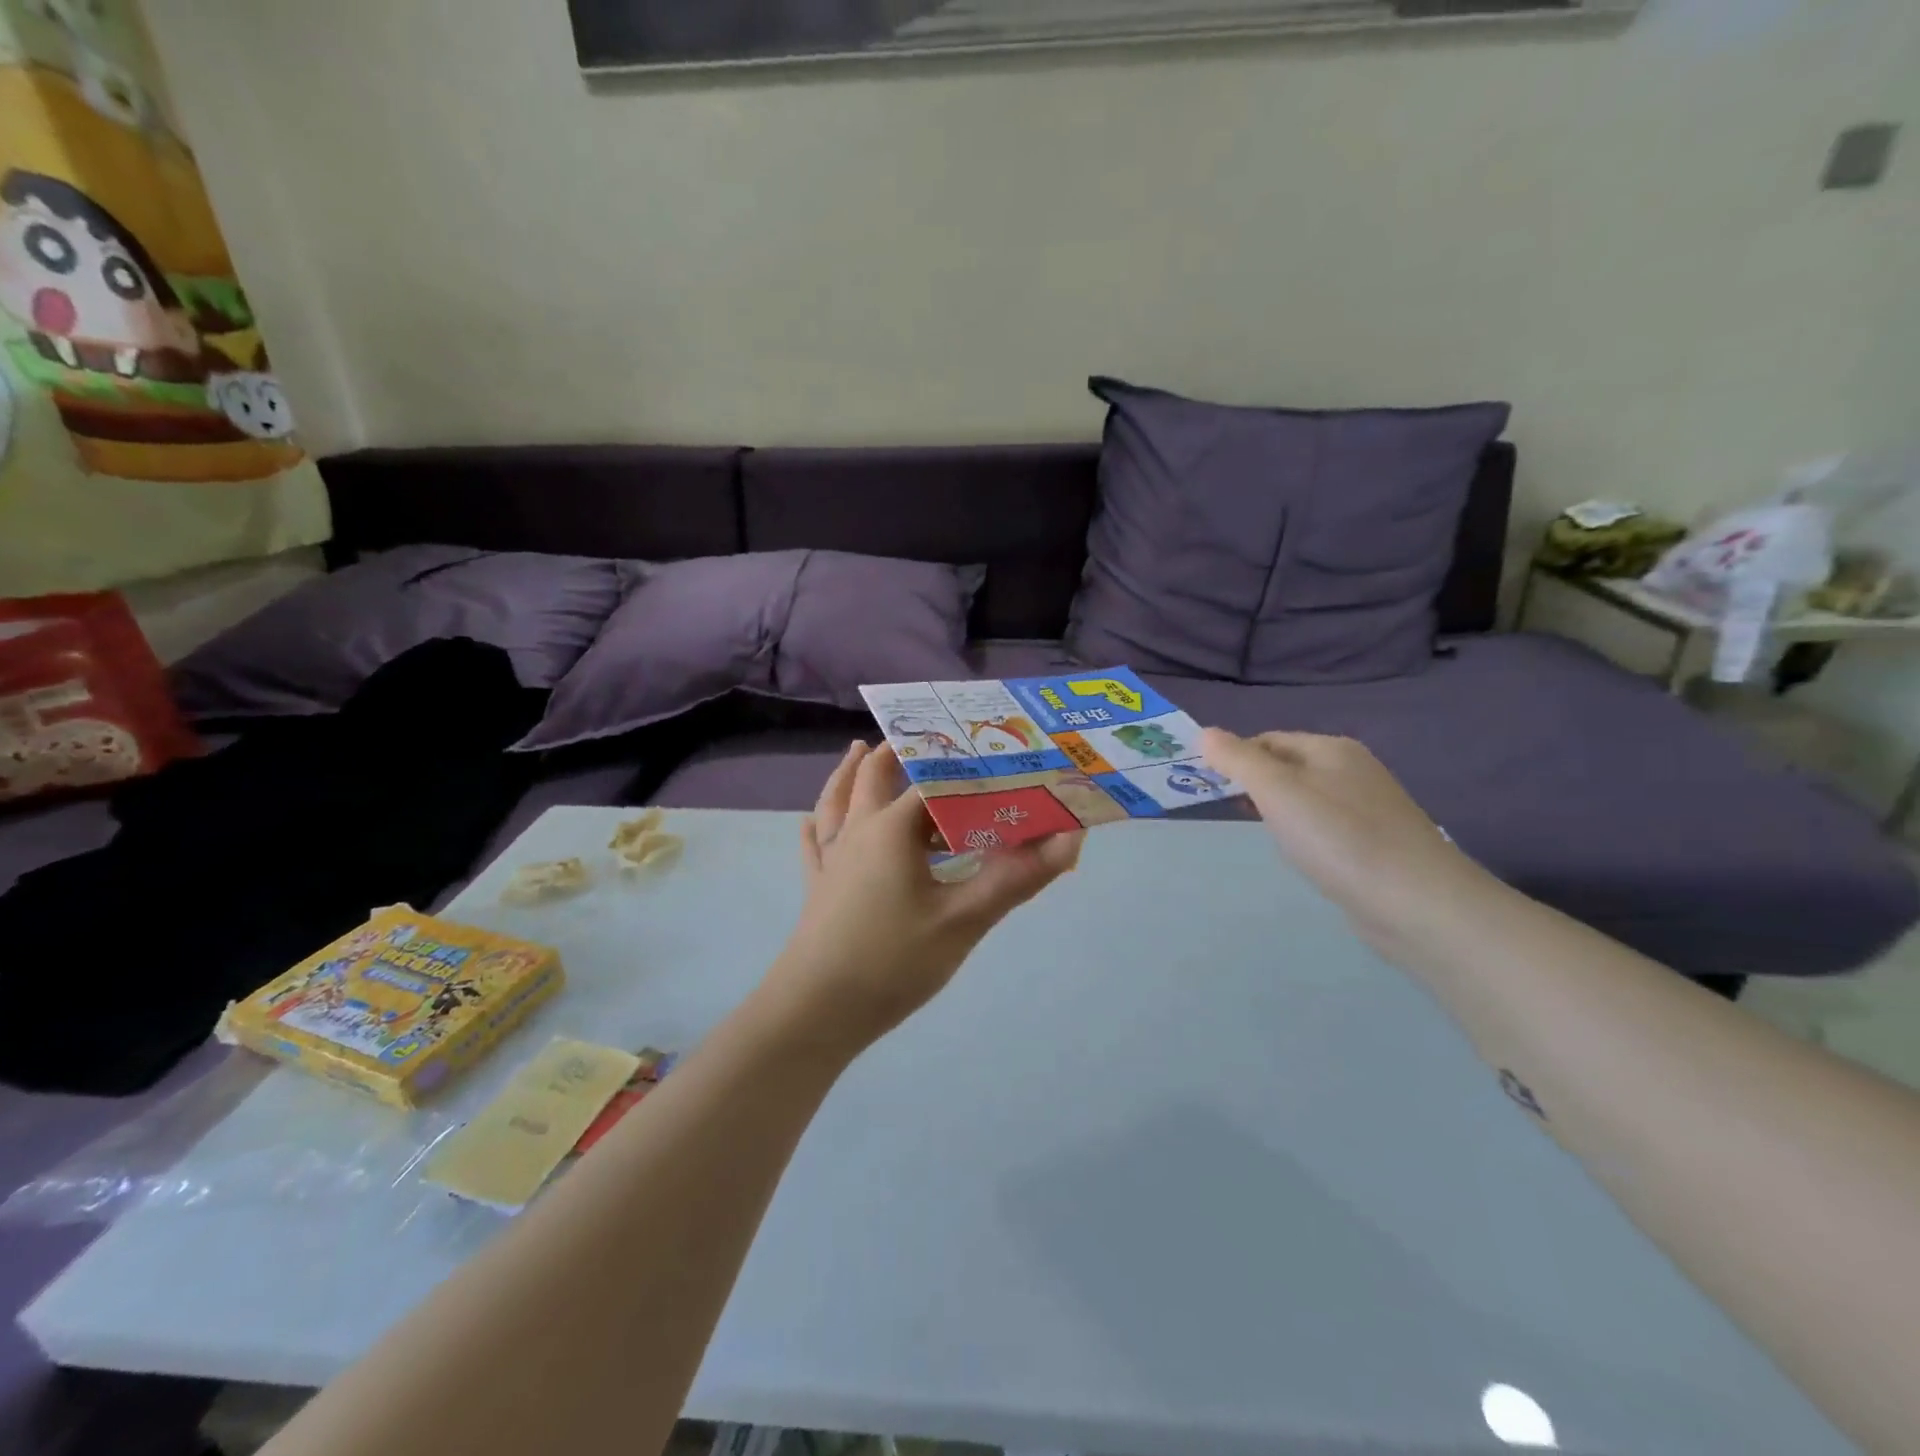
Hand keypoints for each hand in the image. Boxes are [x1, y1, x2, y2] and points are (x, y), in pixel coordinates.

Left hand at [759, 741, 1082, 1052]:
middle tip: (923, 736)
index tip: (995, 758)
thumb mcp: (964, 919)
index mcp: (892, 828)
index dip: (969, 771)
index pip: (936, 782)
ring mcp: (831, 859)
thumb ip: (1017, 877)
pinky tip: (809, 820)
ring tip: (859, 750)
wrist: (815, 1012)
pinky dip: (816, 826)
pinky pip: (814, 844)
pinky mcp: (817, 888)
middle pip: (875, 777)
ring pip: (837, 801)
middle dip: (899, 754)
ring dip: (850, 774)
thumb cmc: (892, 960)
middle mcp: (858, 831)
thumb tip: (1071, 838)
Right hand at [1202, 728, 1490, 944]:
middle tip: (1228, 811)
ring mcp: (1370, 808)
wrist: (1418, 905)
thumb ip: (1239, 760)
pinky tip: (1303, 857)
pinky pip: (1326, 827)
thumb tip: (1205, 733)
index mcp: (1332, 749)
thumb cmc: (1339, 839)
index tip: (1212, 788)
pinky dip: (1305, 835)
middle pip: (1288, 767)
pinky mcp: (1377, 844)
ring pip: (1307, 798)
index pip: (1268, 740)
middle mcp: (1354, 770)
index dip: (1237, 758)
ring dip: (1279, 811)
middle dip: (1256, 785)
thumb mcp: (1278, 792)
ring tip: (1264, 836)